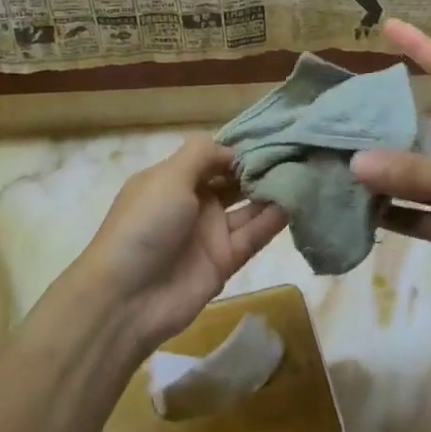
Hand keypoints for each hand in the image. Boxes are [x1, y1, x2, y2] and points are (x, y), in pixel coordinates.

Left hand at [75, 137, 288, 354]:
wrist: (127, 298)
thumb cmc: (145, 225)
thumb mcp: (168, 177)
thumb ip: (202, 154)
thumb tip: (233, 149)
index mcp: (172, 178)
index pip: (211, 155)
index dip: (238, 146)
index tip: (272, 133)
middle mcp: (193, 202)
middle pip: (232, 179)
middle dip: (259, 166)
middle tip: (297, 149)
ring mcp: (209, 232)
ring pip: (247, 206)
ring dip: (271, 191)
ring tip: (303, 171)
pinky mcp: (225, 261)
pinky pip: (253, 235)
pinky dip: (273, 219)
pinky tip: (296, 201)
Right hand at [351, 20, 430, 332]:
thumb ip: (417, 173)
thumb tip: (355, 161)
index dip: (421, 47)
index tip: (388, 26)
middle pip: (420, 127)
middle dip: (382, 122)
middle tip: (334, 117)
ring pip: (413, 175)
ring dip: (380, 173)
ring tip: (333, 162)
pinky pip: (416, 215)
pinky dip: (390, 214)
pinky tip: (355, 210)